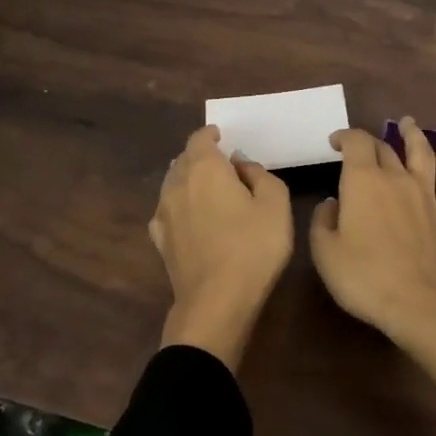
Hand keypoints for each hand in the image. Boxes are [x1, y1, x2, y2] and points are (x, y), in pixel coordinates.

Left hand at [149, 125, 293, 368]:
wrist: (217, 301)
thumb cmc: (253, 247)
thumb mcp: (276, 204)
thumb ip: (260, 174)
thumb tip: (240, 164)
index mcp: (205, 169)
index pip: (200, 139)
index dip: (210, 135)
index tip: (222, 136)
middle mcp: (178, 184)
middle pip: (183, 159)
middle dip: (200, 156)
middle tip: (220, 163)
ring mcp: (164, 213)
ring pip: (171, 183)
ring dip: (187, 180)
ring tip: (206, 189)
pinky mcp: (160, 240)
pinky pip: (166, 211)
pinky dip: (177, 206)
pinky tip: (188, 216)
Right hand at [308, 117, 435, 349]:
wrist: (418, 303)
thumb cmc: (364, 277)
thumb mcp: (325, 252)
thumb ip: (322, 221)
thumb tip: (332, 204)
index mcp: (363, 181)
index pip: (356, 143)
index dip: (344, 137)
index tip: (334, 142)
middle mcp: (396, 178)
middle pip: (385, 148)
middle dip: (370, 142)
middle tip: (359, 146)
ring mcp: (426, 195)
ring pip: (422, 153)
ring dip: (413, 135)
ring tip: (408, 123)